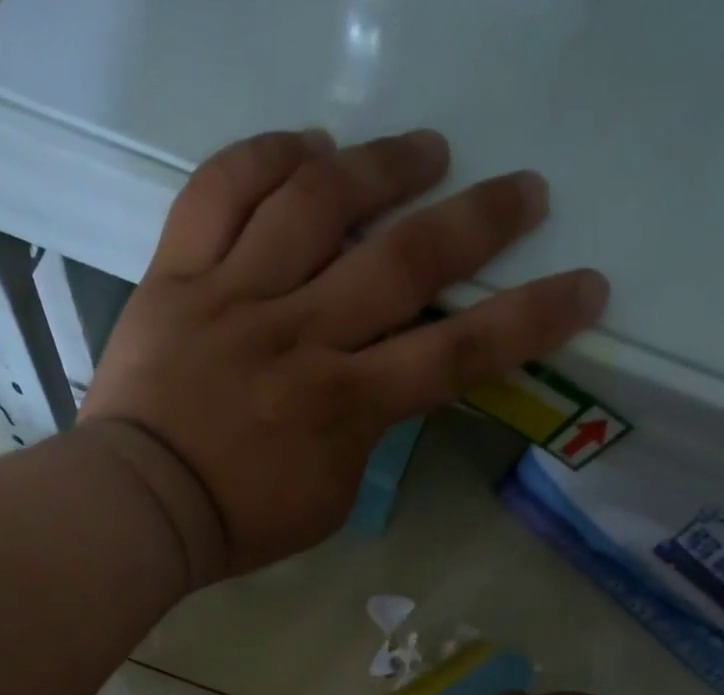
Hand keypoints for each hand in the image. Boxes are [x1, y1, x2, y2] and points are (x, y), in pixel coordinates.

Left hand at [80, 128, 608, 580]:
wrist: (140, 506)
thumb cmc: (237, 522)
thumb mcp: (326, 503)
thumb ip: (362, 440)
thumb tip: (375, 388)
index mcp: (344, 405)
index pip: (457, 354)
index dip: (528, 319)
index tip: (583, 287)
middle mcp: (302, 335)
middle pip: (406, 259)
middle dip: (479, 219)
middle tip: (522, 191)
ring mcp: (237, 295)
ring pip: (318, 201)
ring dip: (382, 164)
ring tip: (424, 150)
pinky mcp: (180, 274)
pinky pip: (222, 190)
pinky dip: (268, 155)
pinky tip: (306, 144)